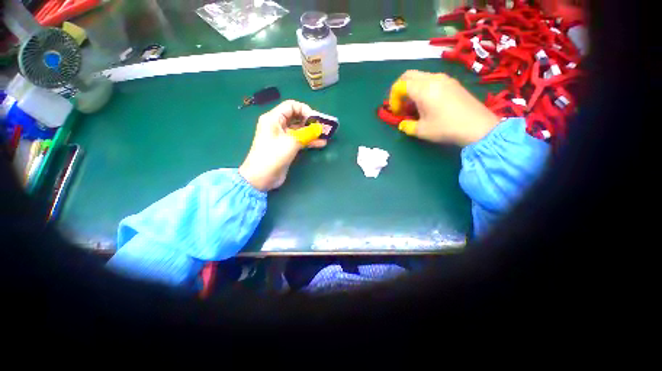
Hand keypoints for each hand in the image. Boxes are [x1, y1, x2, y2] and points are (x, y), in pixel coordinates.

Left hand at [239, 100, 326, 191]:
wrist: (261, 177)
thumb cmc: (273, 156)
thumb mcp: (291, 142)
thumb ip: (307, 133)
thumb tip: (320, 128)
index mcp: (273, 118)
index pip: (291, 106)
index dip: (305, 110)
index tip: (315, 119)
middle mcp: (278, 125)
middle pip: (296, 117)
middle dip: (310, 121)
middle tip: (323, 127)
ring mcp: (282, 137)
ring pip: (299, 130)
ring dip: (311, 132)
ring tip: (325, 135)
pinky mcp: (287, 147)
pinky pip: (299, 140)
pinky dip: (309, 141)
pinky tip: (321, 143)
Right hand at [391, 70, 499, 146]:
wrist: (478, 127)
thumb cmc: (446, 128)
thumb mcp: (421, 131)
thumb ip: (407, 126)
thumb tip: (403, 124)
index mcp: (423, 89)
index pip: (400, 85)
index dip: (393, 99)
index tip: (396, 112)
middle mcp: (433, 78)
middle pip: (409, 75)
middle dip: (400, 89)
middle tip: (401, 105)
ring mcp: (445, 78)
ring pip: (420, 76)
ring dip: (412, 89)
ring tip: (414, 106)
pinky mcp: (452, 83)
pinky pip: (431, 79)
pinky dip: (423, 88)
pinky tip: (427, 103)